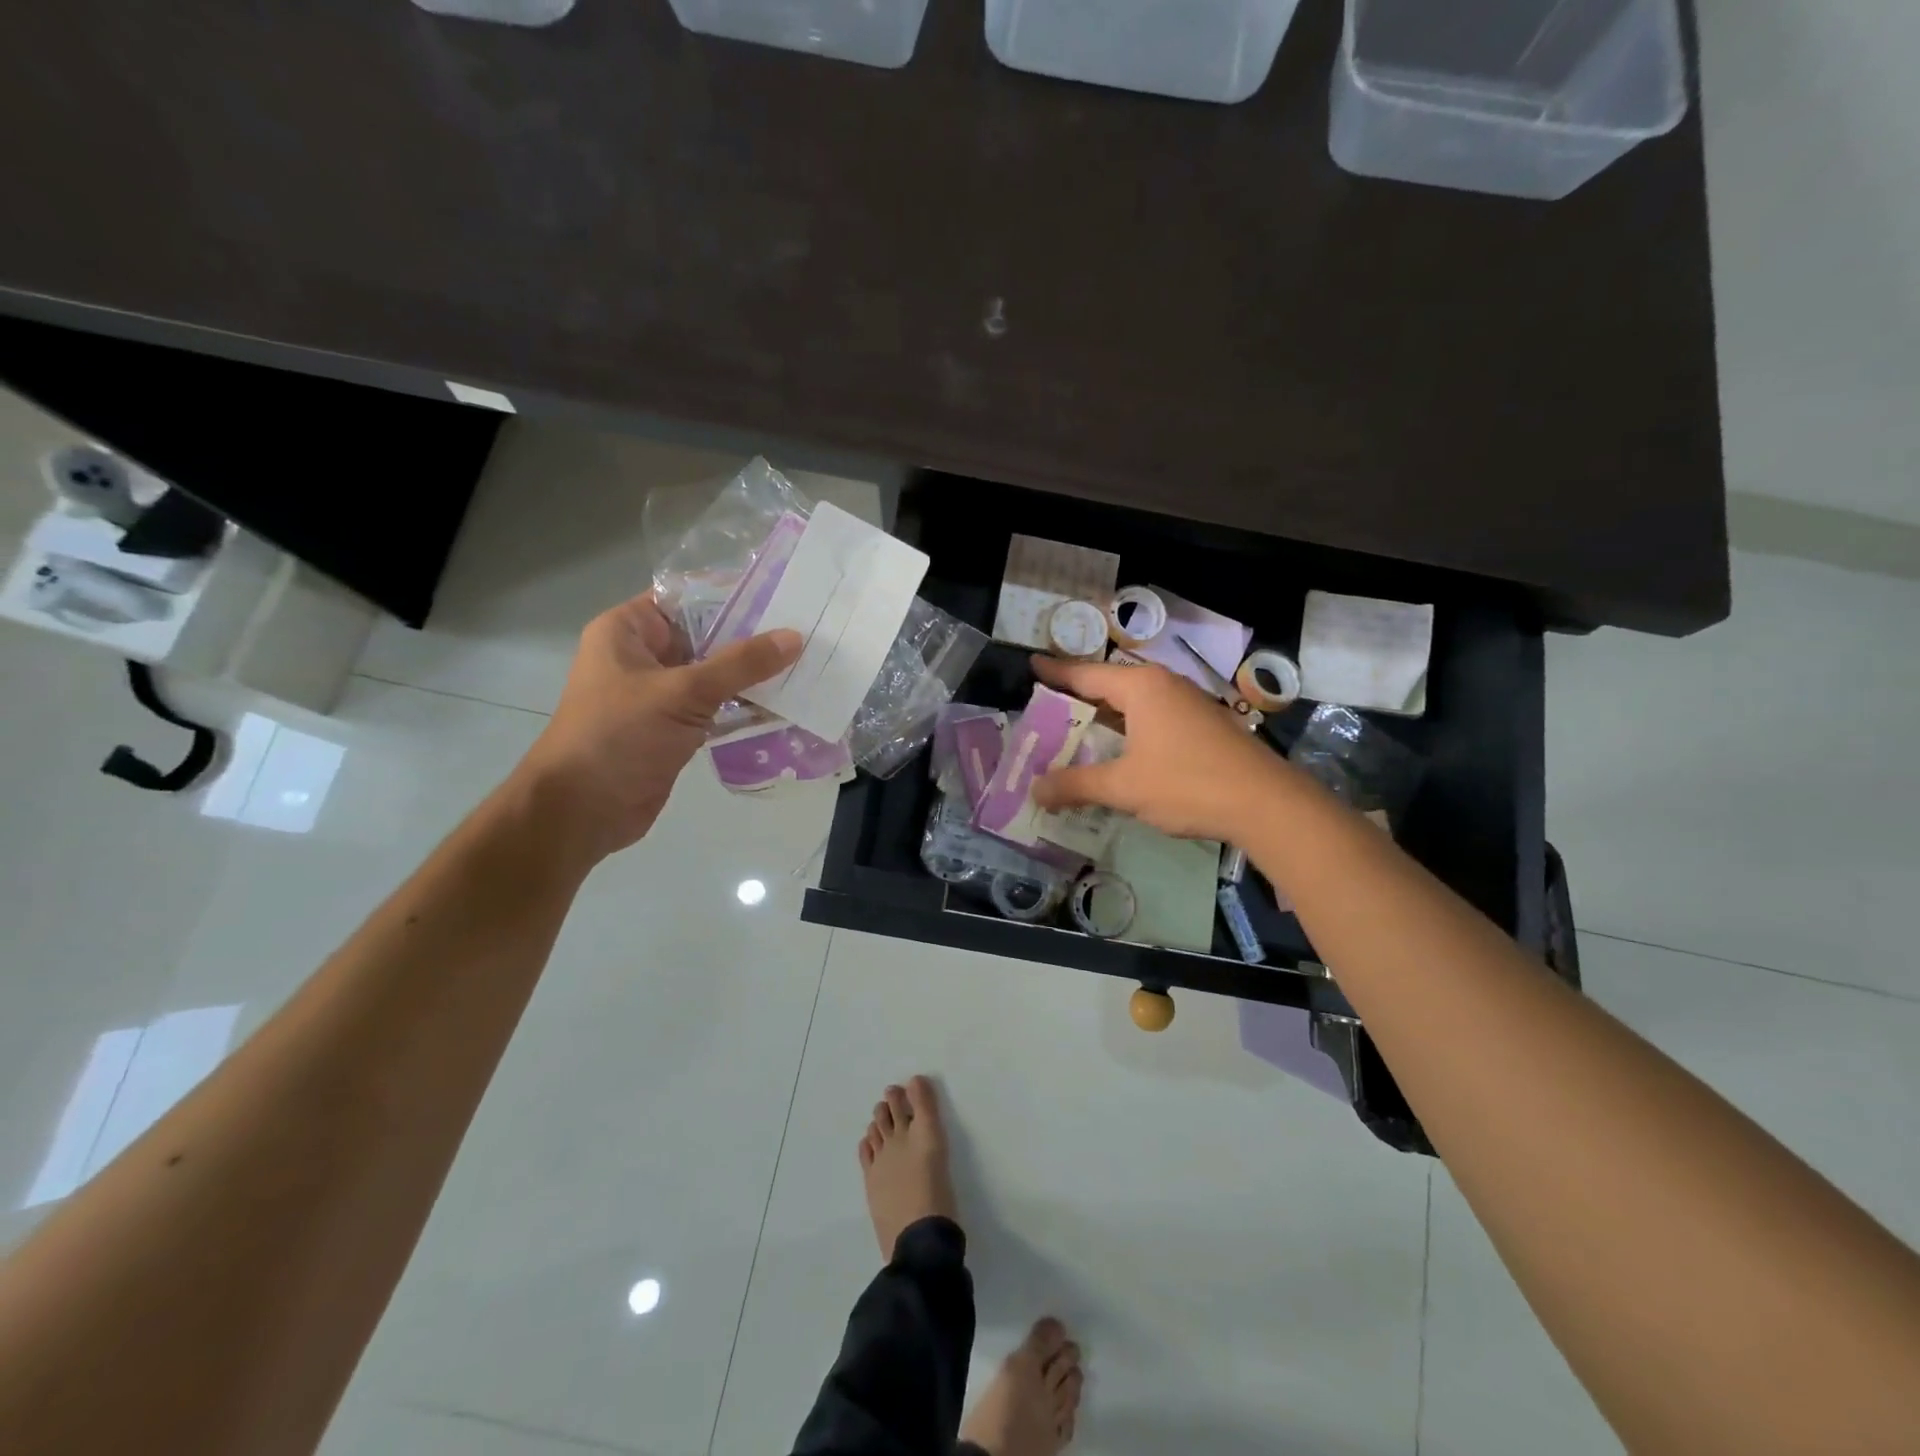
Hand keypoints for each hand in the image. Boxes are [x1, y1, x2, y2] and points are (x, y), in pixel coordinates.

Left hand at [514, 593, 800, 860]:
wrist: (583, 811)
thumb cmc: (619, 736)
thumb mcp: (682, 692)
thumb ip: (740, 664)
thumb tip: (794, 637)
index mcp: (628, 631)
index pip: (687, 597)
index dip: (732, 594)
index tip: (783, 594)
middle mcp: (644, 656)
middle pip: (706, 636)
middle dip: (753, 638)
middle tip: (807, 632)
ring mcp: (660, 695)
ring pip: (715, 675)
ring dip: (753, 676)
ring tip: (807, 666)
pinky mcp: (675, 728)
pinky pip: (717, 708)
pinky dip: (745, 707)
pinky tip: (786, 705)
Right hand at [1029, 655, 1299, 843]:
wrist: (1266, 803)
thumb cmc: (1187, 784)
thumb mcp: (1123, 787)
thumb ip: (1076, 785)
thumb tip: (1035, 790)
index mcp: (1141, 687)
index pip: (1086, 673)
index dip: (1056, 672)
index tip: (1032, 664)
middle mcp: (1164, 685)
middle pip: (1110, 684)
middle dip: (1078, 695)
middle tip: (1046, 705)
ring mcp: (1188, 703)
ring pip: (1134, 702)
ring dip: (1105, 716)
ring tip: (1075, 729)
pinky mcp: (1203, 724)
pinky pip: (1153, 716)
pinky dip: (1128, 728)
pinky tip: (1120, 750)